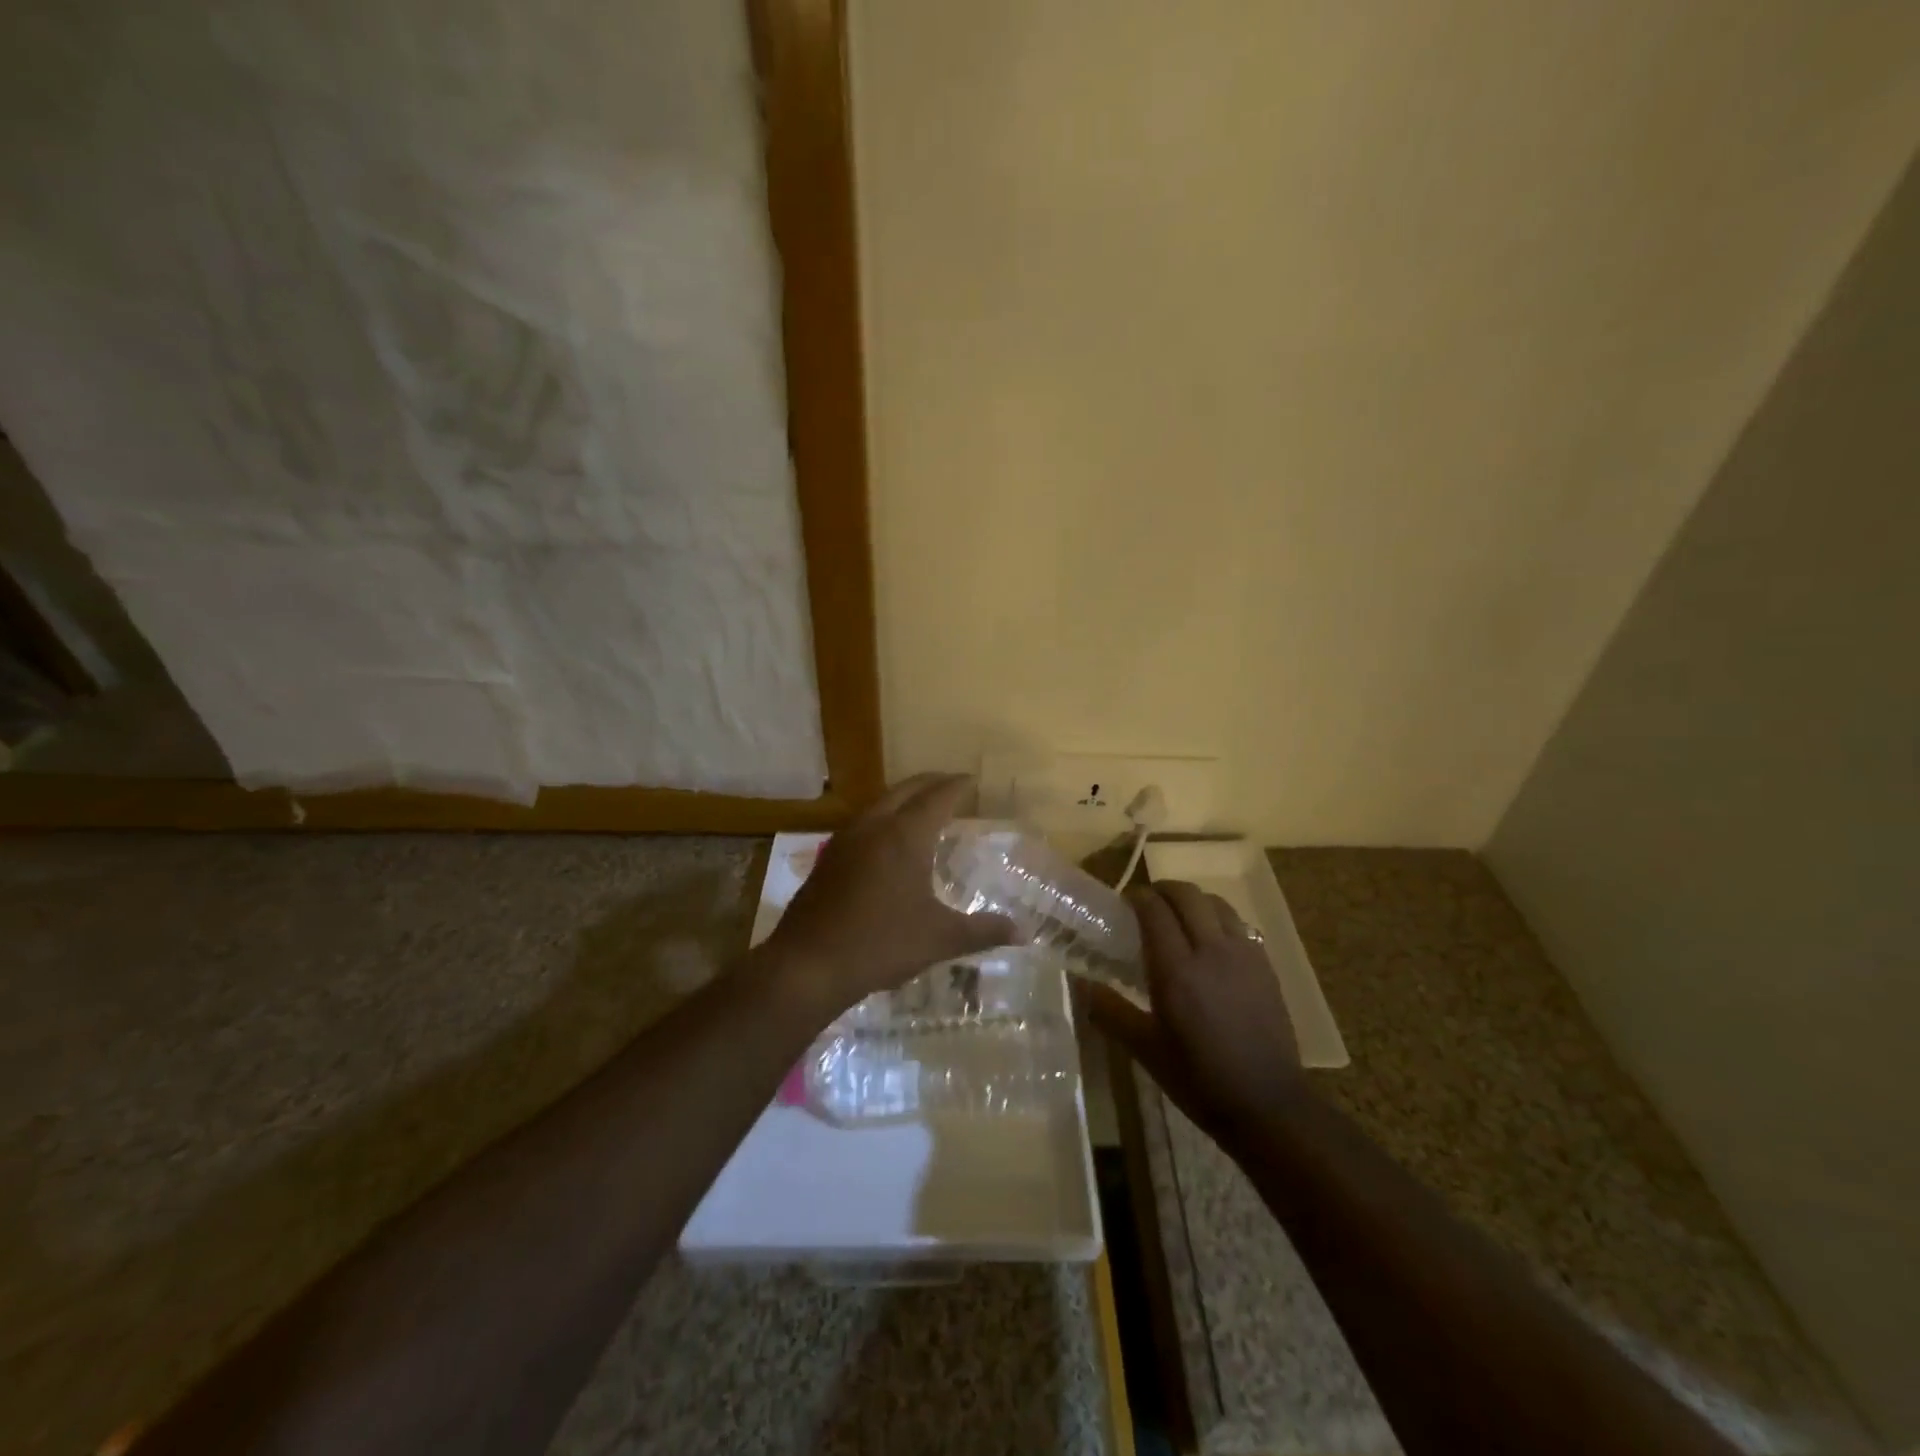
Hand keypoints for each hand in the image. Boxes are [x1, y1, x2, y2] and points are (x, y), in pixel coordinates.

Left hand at [768, 774, 1016, 1013]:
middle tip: (951, 785)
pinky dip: (883, 818)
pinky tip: (886, 841)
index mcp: (905, 836)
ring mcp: (845, 840)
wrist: (808, 964)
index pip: (937, 797)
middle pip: (906, 790)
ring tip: (922, 808)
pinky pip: (862, 823)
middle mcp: (874, 826)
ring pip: (879, 803)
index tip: (972, 780)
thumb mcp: (940, 938)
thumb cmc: (881, 944)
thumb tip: (1023, 932)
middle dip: (930, 783)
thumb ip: (983, 931)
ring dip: (903, 798)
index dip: (957, 786)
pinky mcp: (827, 858)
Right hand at [1080, 881, 1305, 1143]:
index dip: (1137, 897)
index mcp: (1176, 969)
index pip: (1154, 910)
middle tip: (1147, 903)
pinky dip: (1218, 918)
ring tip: (1179, 916)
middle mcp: (1211, 951)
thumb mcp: (1145, 1049)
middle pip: (1187, 895)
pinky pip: (1239, 924)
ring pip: (1216, 903)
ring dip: (1193, 900)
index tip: (1124, 903)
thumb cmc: (1199, 1078)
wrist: (1268, 1104)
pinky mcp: (1265, 966)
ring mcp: (1244, 955)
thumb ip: (1109, 1010)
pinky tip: (1211, 941)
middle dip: (1163, 890)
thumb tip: (1079, 984)